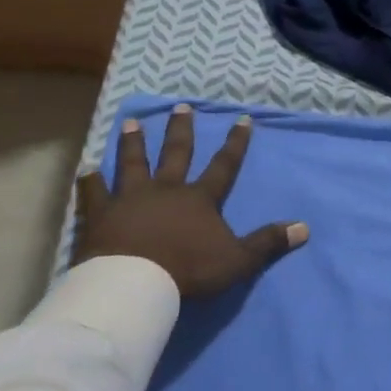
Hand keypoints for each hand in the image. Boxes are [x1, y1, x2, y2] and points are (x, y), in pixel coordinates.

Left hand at [73, 104, 307, 297]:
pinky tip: (86, 169)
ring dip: (133, 143)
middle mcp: (165, 189)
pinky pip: (94, 193)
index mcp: (199, 199)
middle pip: (175, 153)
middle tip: (180, 106)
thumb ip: (268, 243)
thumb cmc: (188, 270)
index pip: (224, 165)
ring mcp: (129, 199)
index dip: (235, 143)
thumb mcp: (237, 260)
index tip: (242, 118)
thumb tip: (304, 228)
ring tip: (131, 123)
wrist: (133, 284)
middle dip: (180, 130)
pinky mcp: (100, 215)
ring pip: (132, 163)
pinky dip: (90, 181)